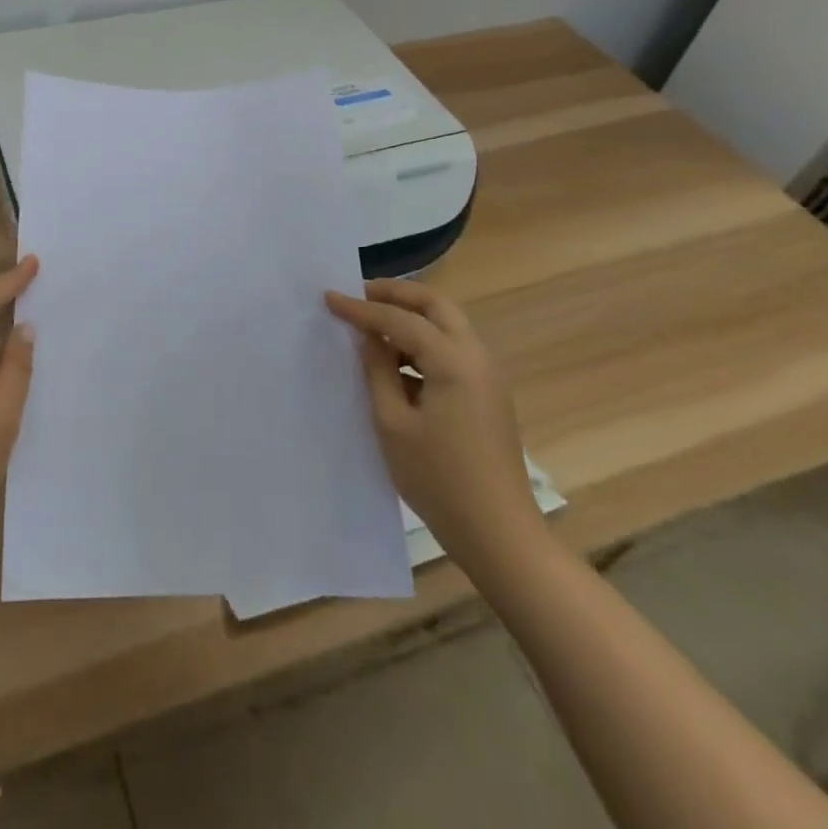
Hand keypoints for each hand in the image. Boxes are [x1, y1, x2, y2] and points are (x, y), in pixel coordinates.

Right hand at [325, 279, 546, 573]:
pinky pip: (451, 350)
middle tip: (358, 294)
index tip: (328, 297)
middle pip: (435, 305)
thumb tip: (368, 337)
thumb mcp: (392, 423)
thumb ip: (377, 370)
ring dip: (410, 317)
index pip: (400, 319)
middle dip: (396, 293)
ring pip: (446, 325)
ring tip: (370, 327)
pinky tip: (394, 363)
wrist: (500, 535)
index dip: (360, 308)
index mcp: (453, 361)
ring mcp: (486, 376)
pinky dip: (422, 342)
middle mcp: (476, 357)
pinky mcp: (486, 395)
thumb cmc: (439, 479)